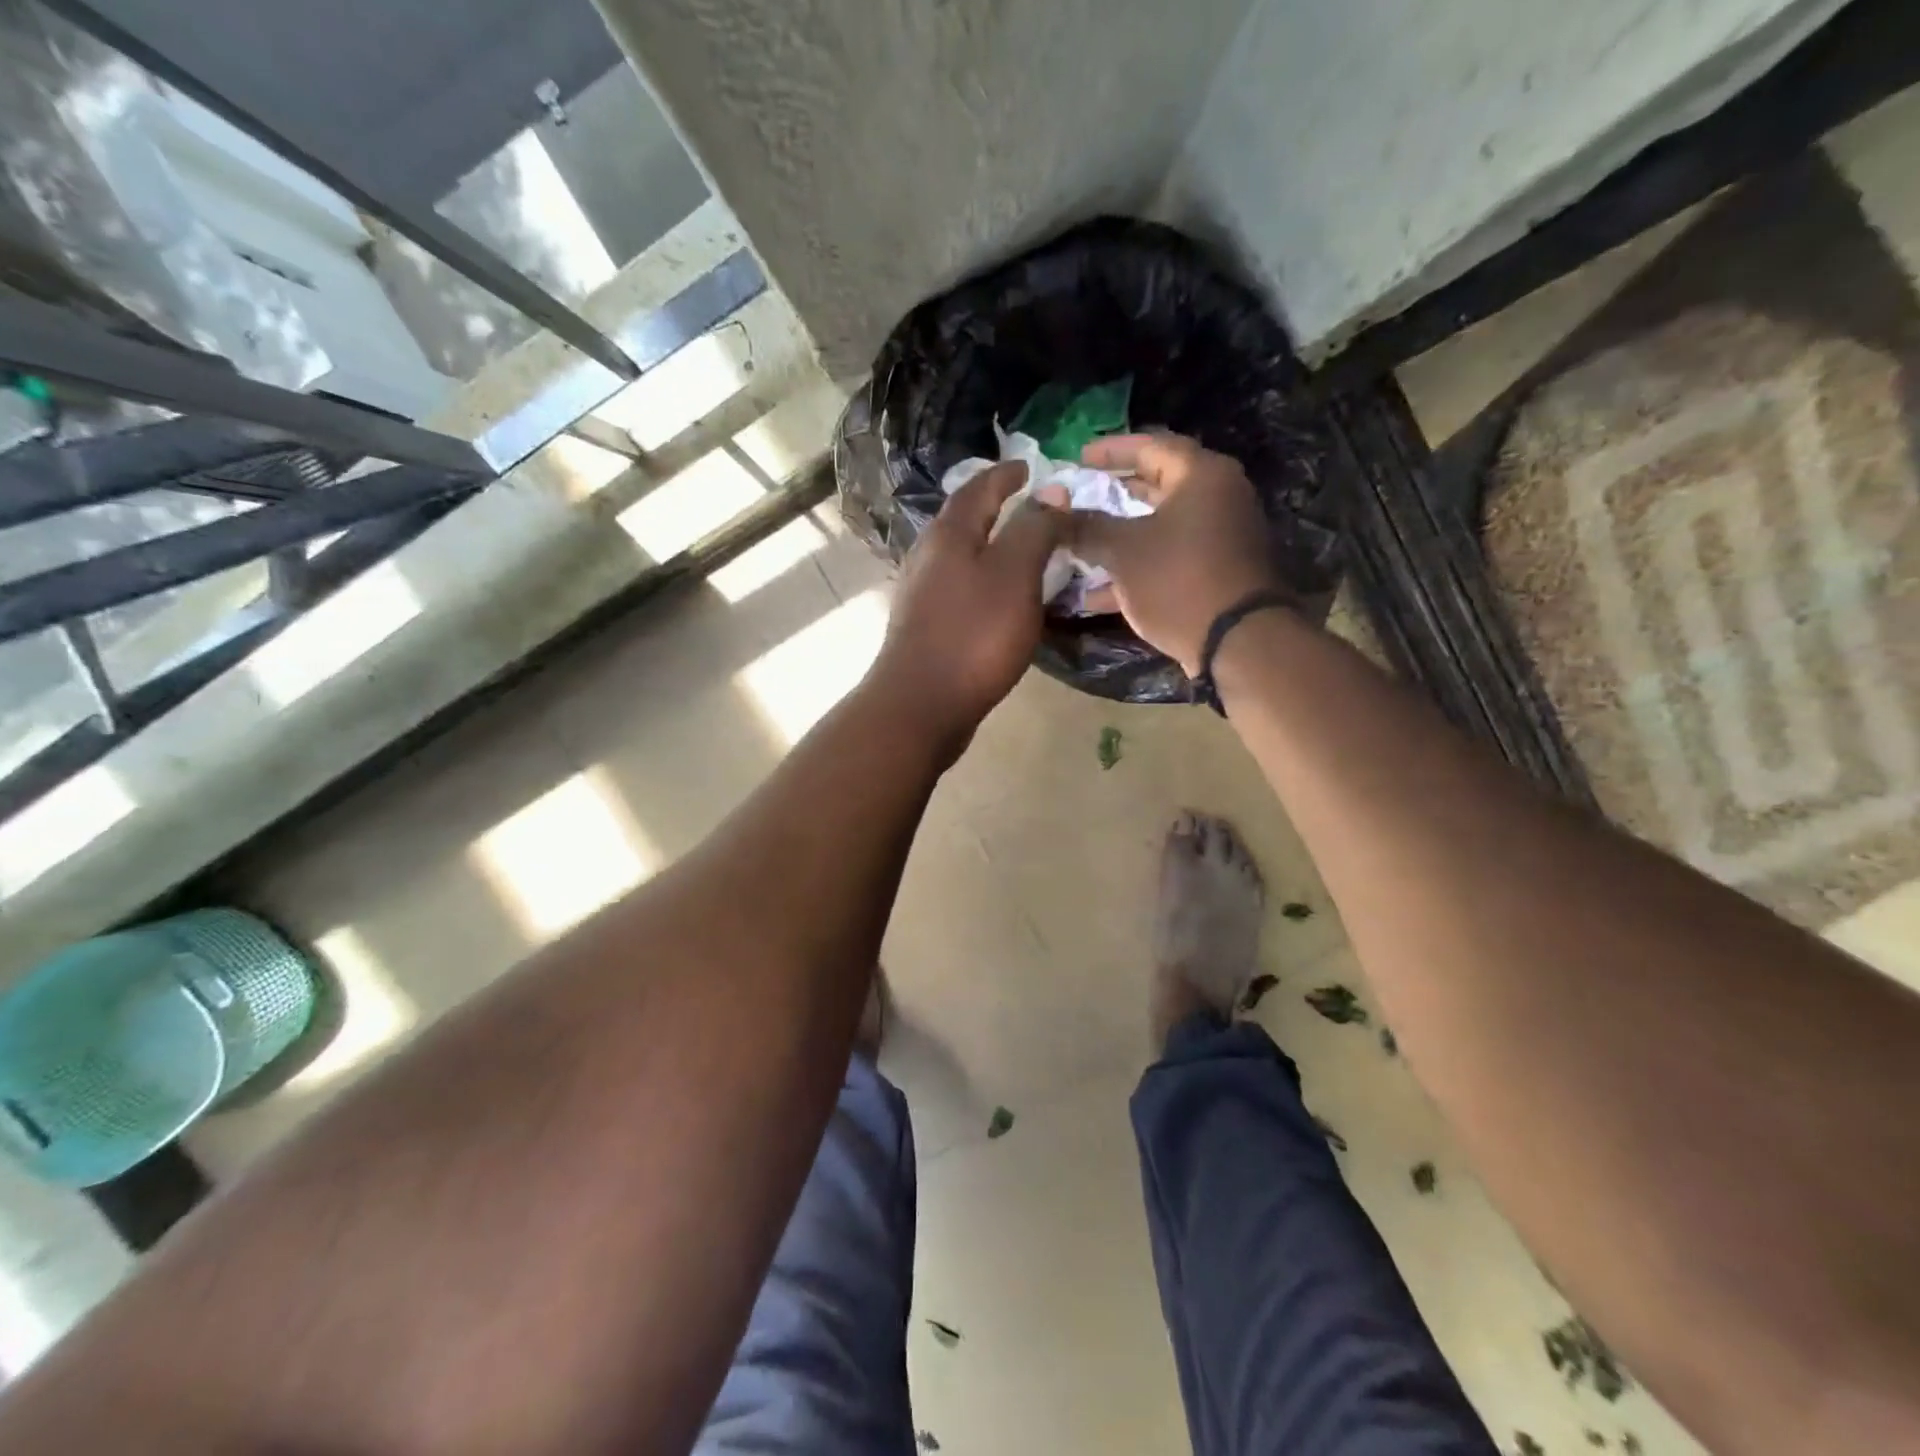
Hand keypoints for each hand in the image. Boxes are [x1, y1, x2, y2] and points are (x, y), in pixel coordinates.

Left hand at [869, 461, 1066, 755]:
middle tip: (1034, 510)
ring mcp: (921, 594)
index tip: (1031, 468)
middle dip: (997, 509)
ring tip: (1025, 554)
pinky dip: (985, 583)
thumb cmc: (973, 636)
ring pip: (961, 557)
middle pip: (965, 520)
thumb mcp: (1014, 574)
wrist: (921, 705)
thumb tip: (1050, 491)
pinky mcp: (924, 627)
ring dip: (991, 548)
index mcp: (949, 534)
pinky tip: (1002, 601)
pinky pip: (961, 590)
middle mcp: (928, 556)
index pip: (979, 487)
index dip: (1007, 474)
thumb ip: (1033, 529)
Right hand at [1071, 433, 1285, 673]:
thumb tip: (1056, 514)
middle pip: (1157, 485)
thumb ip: (1087, 527)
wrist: (1237, 642)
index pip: (1151, 445)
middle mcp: (1218, 497)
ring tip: (1079, 543)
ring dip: (1119, 535)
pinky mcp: (1215, 572)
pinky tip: (1095, 590)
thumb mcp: (1123, 551)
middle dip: (1113, 494)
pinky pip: (1168, 558)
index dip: (1110, 451)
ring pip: (1159, 526)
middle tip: (1078, 498)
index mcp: (1201, 475)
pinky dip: (1136, 566)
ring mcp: (1219, 537)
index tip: (1077, 458)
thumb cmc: (1179, 581)